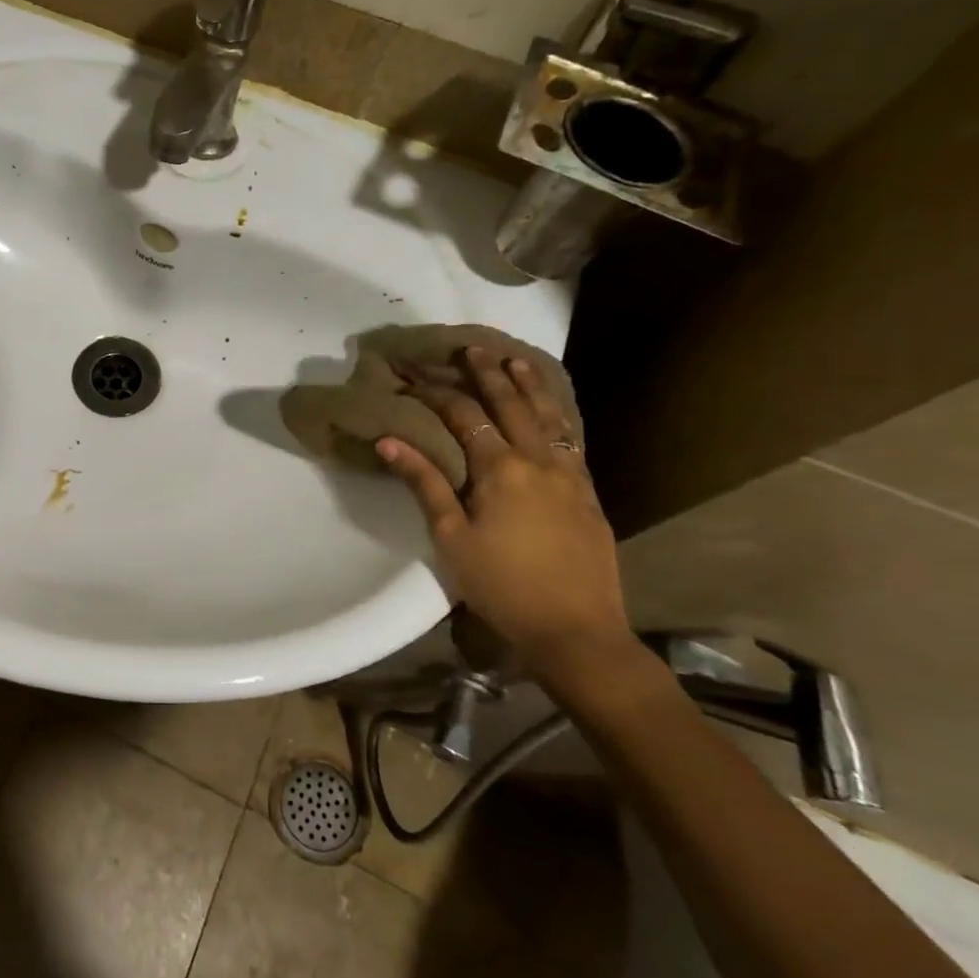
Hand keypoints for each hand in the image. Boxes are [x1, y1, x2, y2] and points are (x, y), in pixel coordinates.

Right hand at [375, 346, 634, 691]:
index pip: (465, 417)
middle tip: (473, 348)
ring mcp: (570, 475)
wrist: (576, 629)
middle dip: (488, 375)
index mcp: (500, 469)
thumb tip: (389, 441)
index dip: (438, 393)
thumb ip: (424, 483)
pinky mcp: (589, 493)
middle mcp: (538, 460)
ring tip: (516, 361)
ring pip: (550, 417)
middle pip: (511, 405)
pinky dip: (558, 415)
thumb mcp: (450, 537)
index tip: (415, 376)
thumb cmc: (501, 585)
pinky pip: (572, 439)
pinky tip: (553, 412)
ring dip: (530, 386)